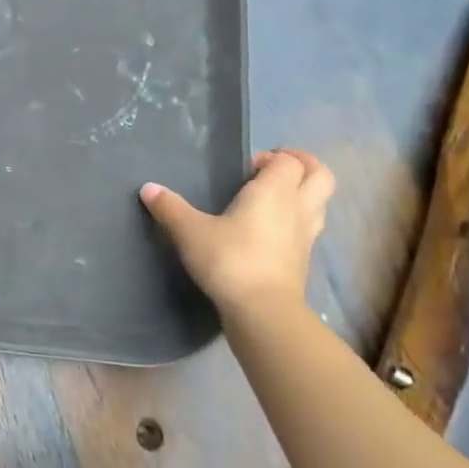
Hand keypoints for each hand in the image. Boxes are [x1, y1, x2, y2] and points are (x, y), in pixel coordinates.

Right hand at [140, 148, 333, 311]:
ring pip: (321, 202)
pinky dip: (298, 221)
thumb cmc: (229, 260)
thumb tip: (148, 188)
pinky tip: (273, 231)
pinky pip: (310, 228)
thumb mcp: (190, 232)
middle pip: (320, 176)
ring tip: (276, 198)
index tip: (247, 167)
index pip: (289, 161)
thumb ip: (170, 208)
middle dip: (304, 166)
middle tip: (275, 170)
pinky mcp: (304, 260)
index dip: (272, 157)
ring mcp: (306, 235)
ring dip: (305, 193)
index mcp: (274, 191)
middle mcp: (298, 207)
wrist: (263, 310)